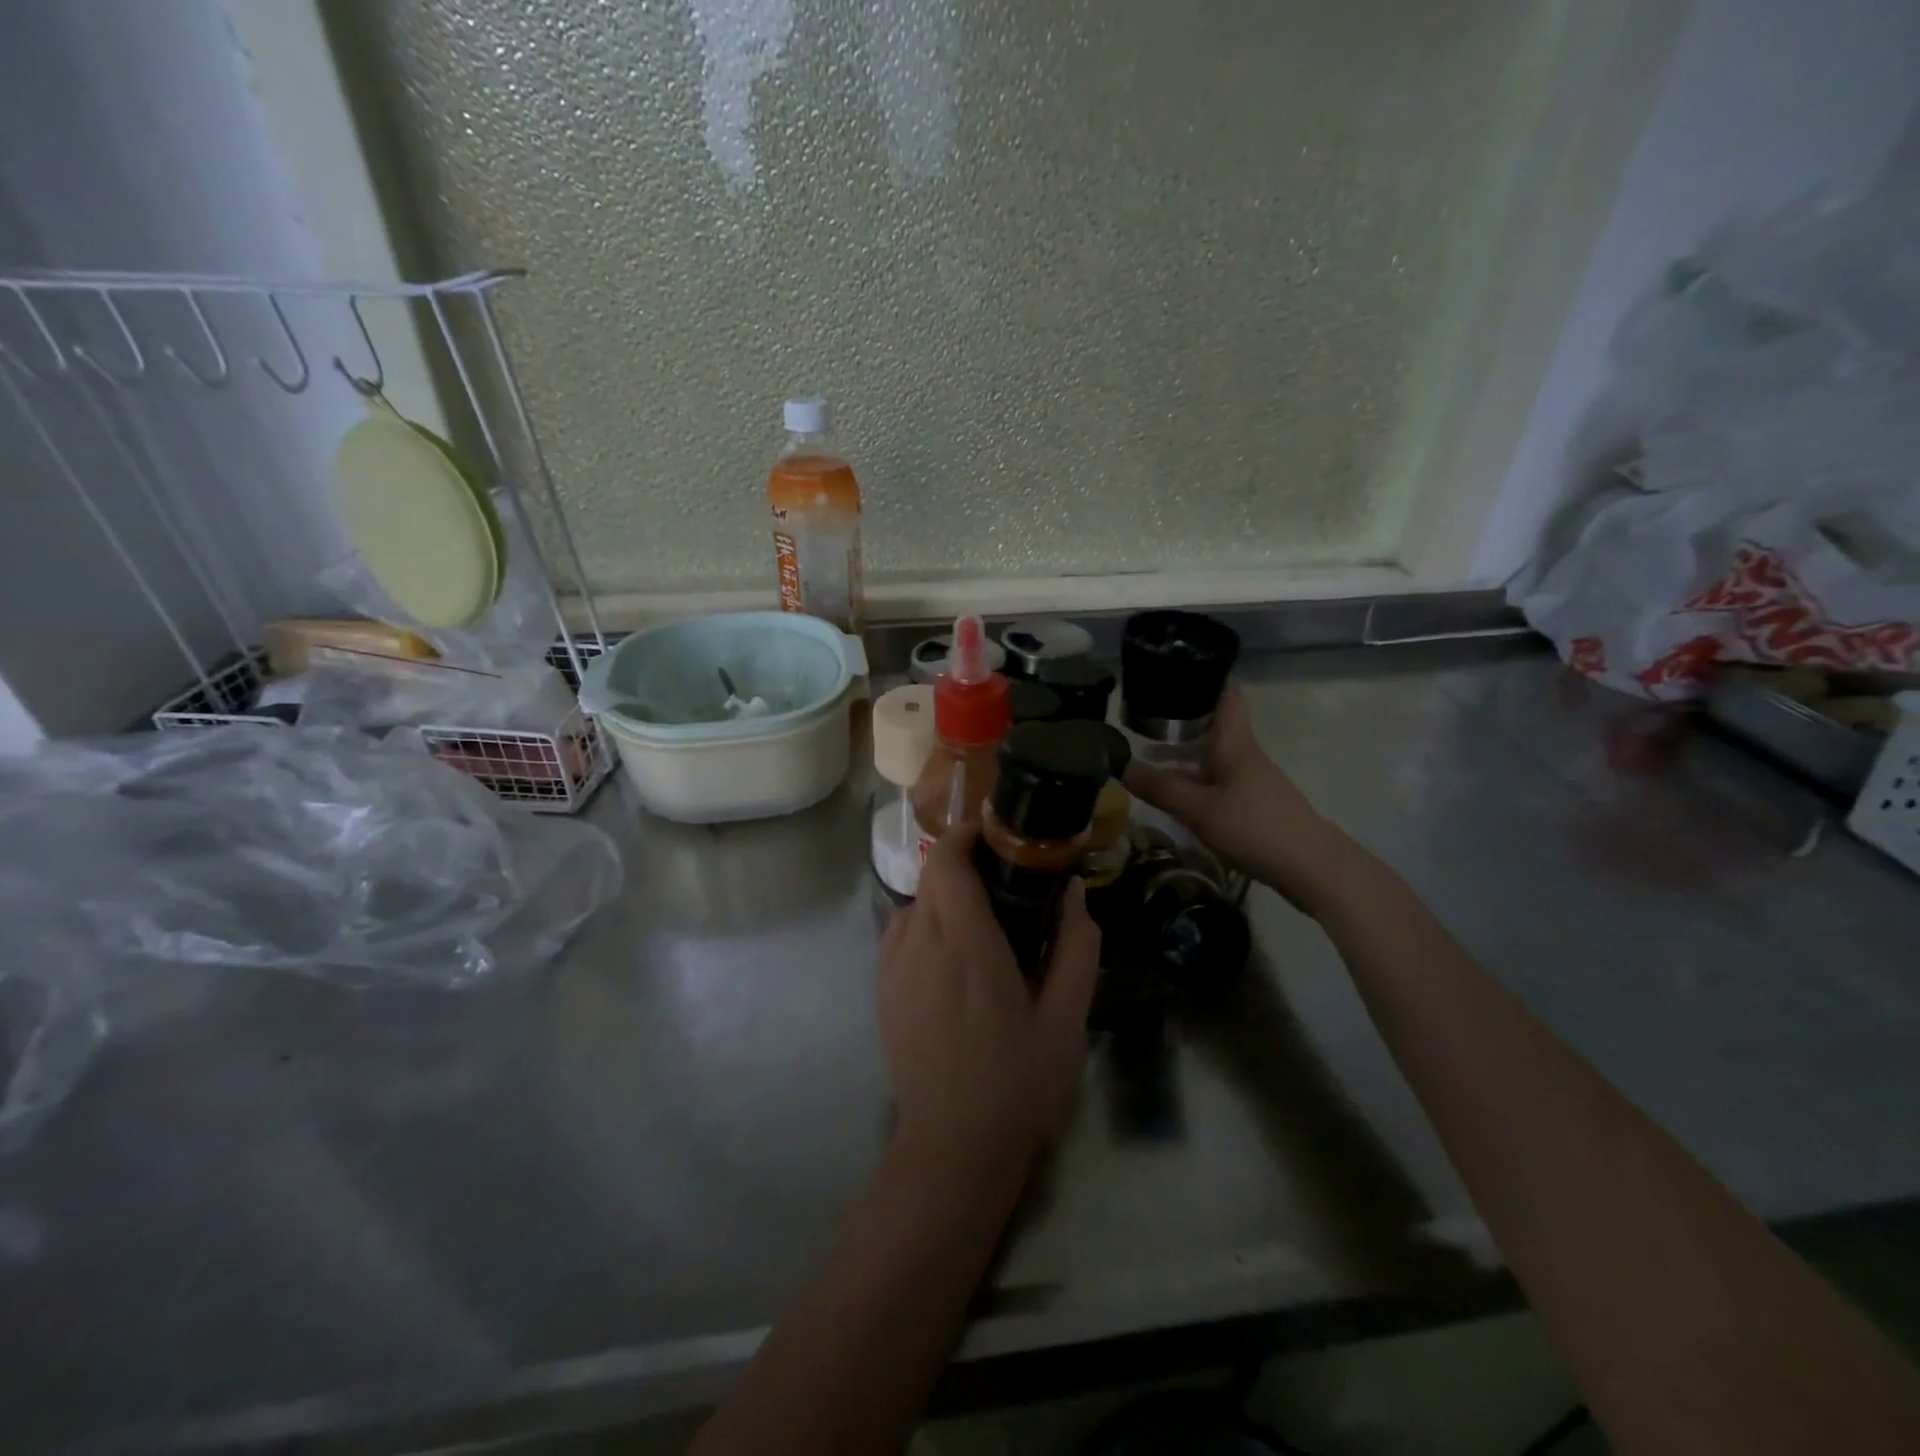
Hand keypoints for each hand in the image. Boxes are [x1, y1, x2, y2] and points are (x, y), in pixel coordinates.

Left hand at [877, 822, 1100, 1167]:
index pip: (946, 861)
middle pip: (930, 876)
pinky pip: (900, 935)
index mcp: (966, 945)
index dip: (965, 834)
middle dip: (963, 863)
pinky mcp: (882, 992)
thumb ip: (1075, 948)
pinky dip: (926, 925)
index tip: (996, 833)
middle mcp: (920, 945)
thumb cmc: (1018, 1083)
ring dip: (945, 897)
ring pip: (914, 904)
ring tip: (981, 922)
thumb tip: (1076, 892)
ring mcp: (893, 969)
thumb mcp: (1066, 1020)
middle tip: (1005, 879)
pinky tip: (953, 960)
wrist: (953, 1149)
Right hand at [1124, 680, 1340, 910]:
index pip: (1225, 695)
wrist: (1313, 868)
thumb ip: (1161, 789)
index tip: (1174, 673)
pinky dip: (1194, 779)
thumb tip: (1122, 766)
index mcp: (1234, 744)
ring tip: (1148, 761)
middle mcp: (1244, 755)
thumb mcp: (1199, 810)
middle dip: (1180, 721)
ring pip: (1213, 756)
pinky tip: (1176, 796)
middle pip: (1213, 726)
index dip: (1204, 678)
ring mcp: (1252, 780)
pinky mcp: (1254, 804)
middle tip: (1143, 720)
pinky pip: (1218, 781)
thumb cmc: (1255, 828)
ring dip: (1183, 755)